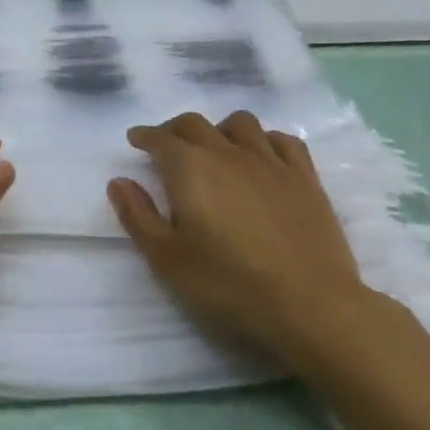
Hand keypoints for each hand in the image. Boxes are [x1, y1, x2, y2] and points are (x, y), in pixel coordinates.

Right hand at [109, 111, 368, 372]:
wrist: (310, 305)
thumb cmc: (229, 285)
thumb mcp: (168, 259)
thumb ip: (138, 216)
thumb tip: (118, 181)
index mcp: (190, 167)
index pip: (160, 139)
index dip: (145, 136)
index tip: (136, 139)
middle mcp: (227, 152)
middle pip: (196, 124)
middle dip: (175, 129)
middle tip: (168, 145)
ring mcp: (270, 161)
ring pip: (240, 124)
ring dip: (221, 129)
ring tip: (217, 148)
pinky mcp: (305, 177)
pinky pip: (283, 141)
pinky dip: (266, 140)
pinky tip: (263, 156)